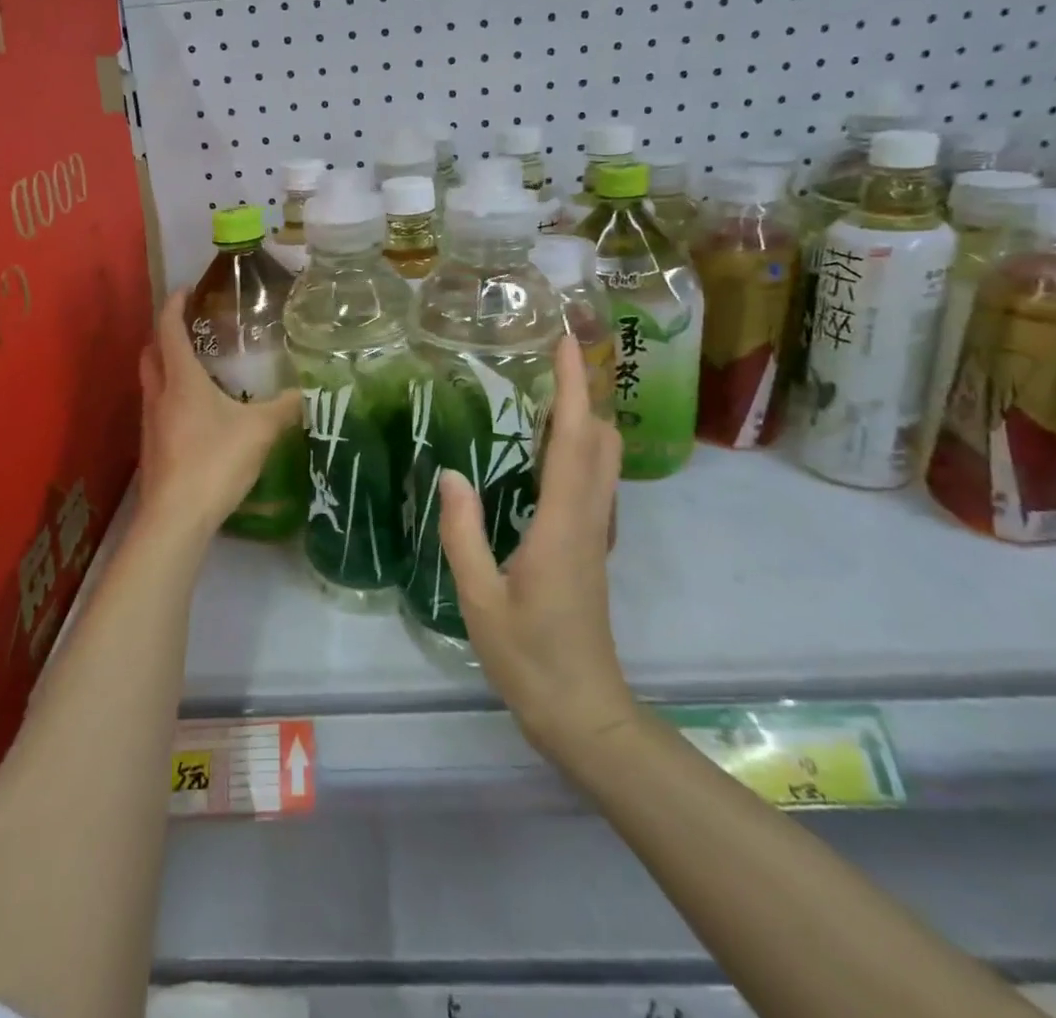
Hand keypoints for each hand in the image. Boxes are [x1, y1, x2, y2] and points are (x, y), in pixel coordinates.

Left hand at [136, 288, 300, 541]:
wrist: (176, 517)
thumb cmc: (215, 461)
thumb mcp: (260, 431)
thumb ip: (284, 408)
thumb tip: (306, 392)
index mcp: (181, 380)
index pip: (169, 330)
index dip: (175, 305)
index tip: (186, 289)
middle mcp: (159, 395)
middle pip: (150, 352)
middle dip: (165, 334)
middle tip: (191, 328)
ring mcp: (150, 422)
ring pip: (152, 381)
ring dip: (166, 366)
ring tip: (198, 368)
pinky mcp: (152, 447)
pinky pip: (158, 407)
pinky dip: (171, 396)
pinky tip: (197, 412)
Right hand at [438, 335, 631, 762]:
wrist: (585, 714)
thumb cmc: (529, 658)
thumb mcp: (479, 598)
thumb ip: (462, 533)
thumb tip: (452, 473)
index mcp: (563, 523)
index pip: (574, 438)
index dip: (572, 386)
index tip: (566, 340)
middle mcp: (589, 518)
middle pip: (601, 439)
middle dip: (583, 391)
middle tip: (548, 359)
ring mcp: (596, 533)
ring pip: (603, 459)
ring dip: (582, 417)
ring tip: (542, 393)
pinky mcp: (591, 547)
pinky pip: (592, 480)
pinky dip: (577, 448)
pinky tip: (543, 451)